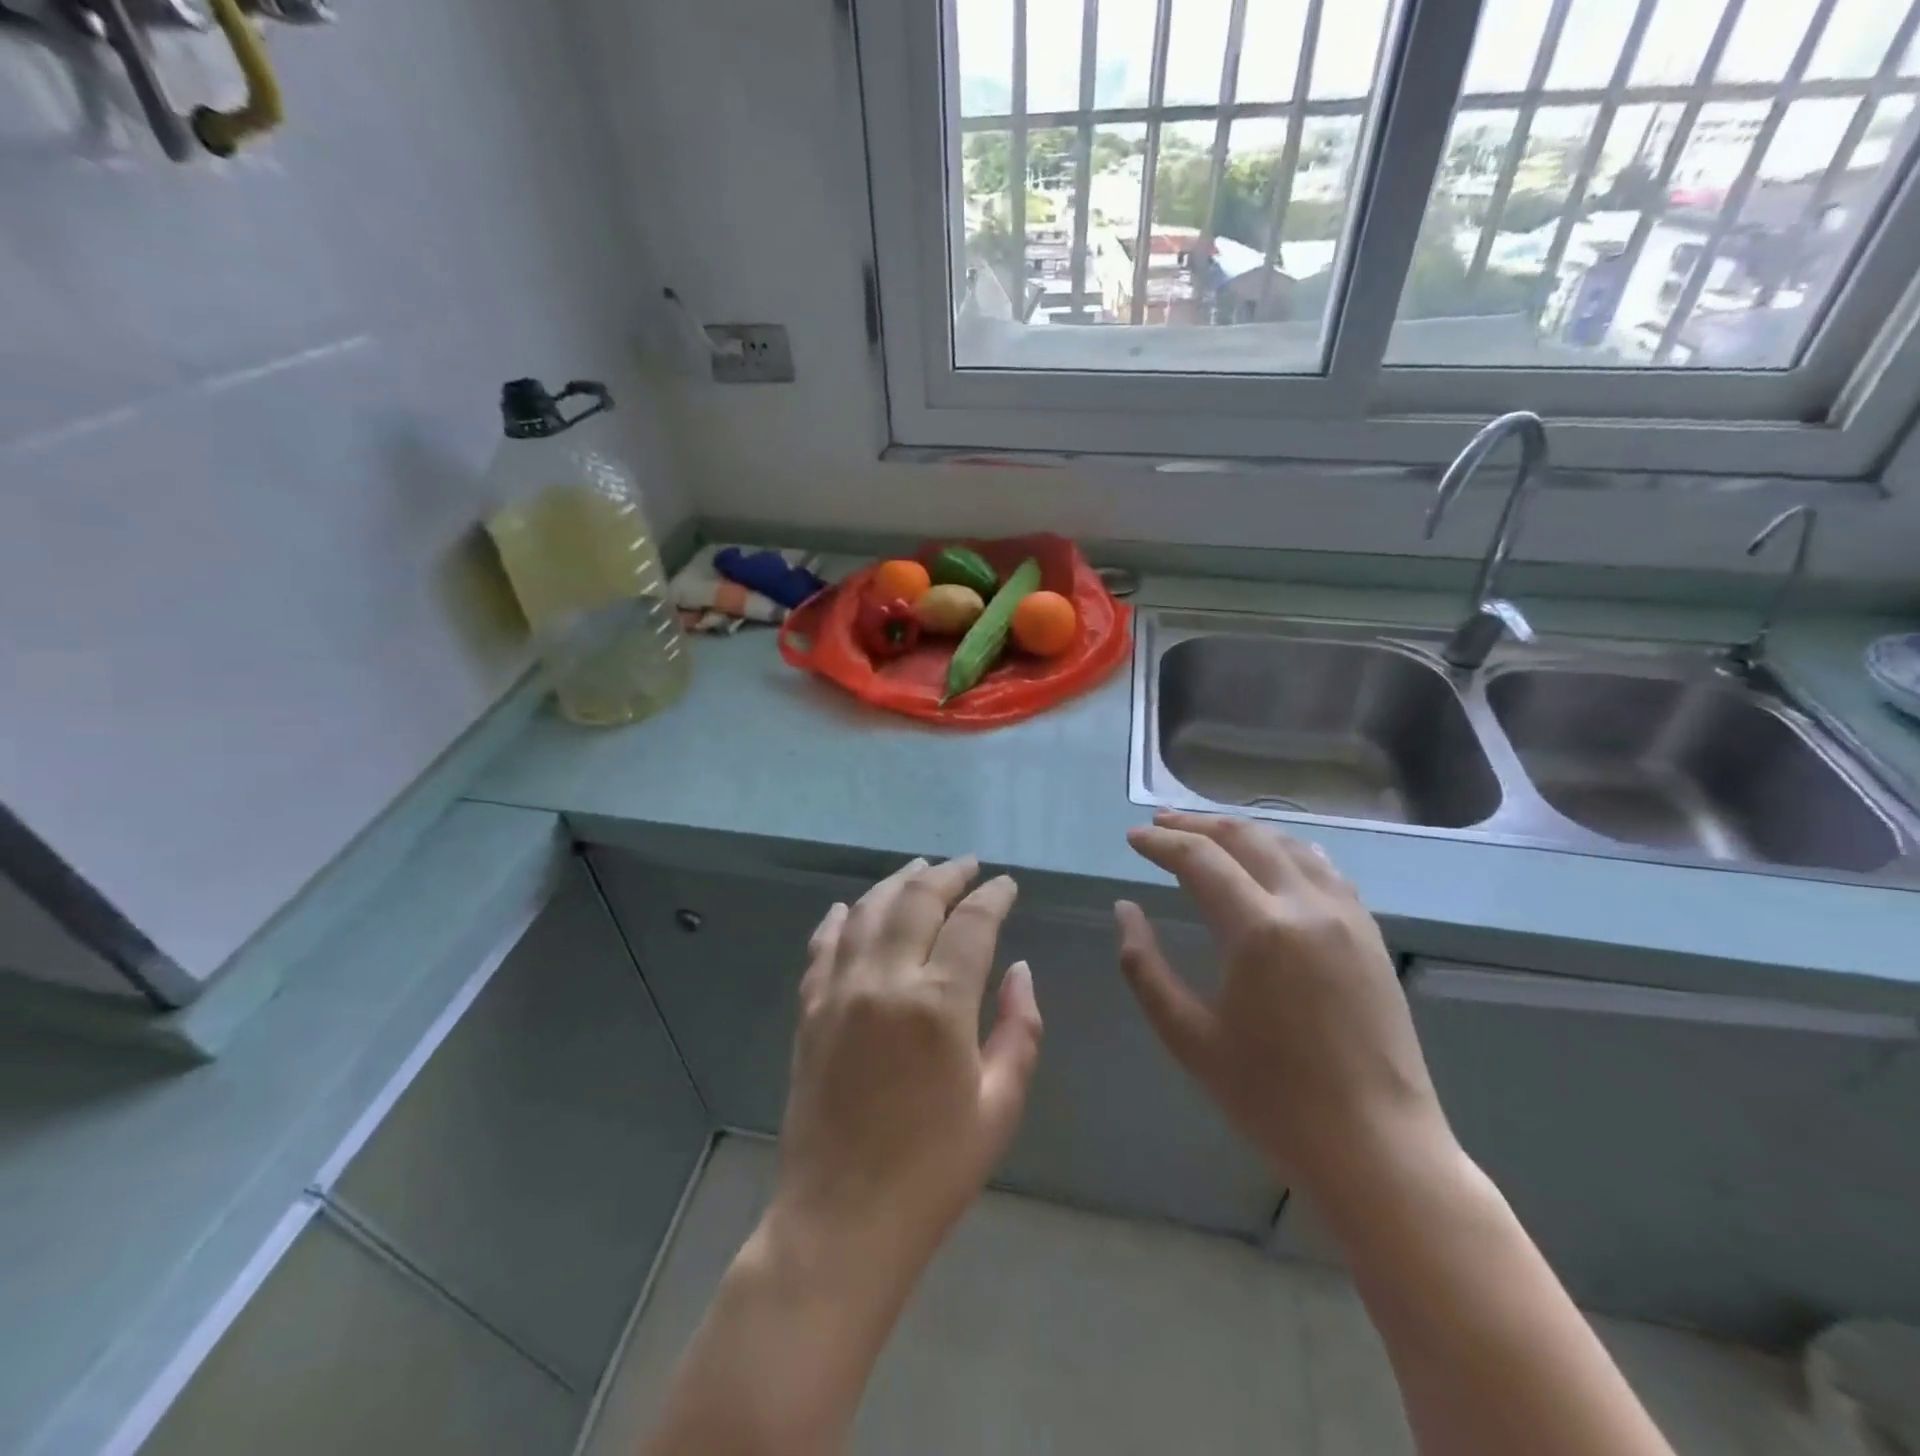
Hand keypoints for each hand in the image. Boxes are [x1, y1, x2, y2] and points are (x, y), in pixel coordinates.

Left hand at [771, 856, 1042, 1272]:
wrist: (842, 1220)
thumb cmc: (934, 1170)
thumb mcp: (999, 1106)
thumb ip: (1019, 1029)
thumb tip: (1019, 970)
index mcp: (939, 1004)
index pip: (972, 923)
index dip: (993, 897)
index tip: (1007, 885)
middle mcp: (885, 981)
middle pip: (916, 900)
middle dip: (947, 875)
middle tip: (968, 866)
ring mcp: (839, 992)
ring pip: (868, 911)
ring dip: (897, 882)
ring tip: (920, 869)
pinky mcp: (810, 1010)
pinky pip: (824, 946)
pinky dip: (840, 919)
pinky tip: (851, 907)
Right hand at [1115, 811, 1449, 1198]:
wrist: (1377, 1148)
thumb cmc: (1271, 1099)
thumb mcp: (1188, 1037)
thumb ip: (1144, 967)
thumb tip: (1125, 910)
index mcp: (1259, 930)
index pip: (1199, 860)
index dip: (1160, 843)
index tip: (1133, 838)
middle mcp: (1305, 906)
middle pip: (1244, 837)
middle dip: (1196, 825)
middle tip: (1160, 823)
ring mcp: (1346, 915)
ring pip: (1288, 844)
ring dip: (1241, 831)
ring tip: (1207, 833)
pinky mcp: (1369, 933)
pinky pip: (1323, 867)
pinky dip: (1284, 850)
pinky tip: (1269, 859)